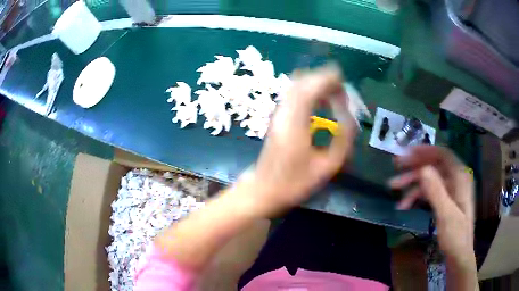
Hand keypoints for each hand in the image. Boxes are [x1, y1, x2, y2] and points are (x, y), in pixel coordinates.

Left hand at [237, 66, 357, 216]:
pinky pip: (294, 94)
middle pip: (302, 81)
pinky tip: (321, 102)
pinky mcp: (278, 117)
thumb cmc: (295, 182)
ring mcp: (279, 113)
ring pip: (297, 86)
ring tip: (335, 95)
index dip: (328, 80)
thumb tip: (350, 117)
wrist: (264, 189)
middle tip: (342, 91)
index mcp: (296, 122)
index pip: (311, 88)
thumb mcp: (327, 166)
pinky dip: (309, 91)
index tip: (345, 83)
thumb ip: (343, 140)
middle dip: (324, 79)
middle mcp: (284, 112)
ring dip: (316, 84)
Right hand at [389, 146, 474, 264]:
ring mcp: (450, 190)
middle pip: (434, 166)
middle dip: (415, 167)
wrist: (459, 255)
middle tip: (396, 166)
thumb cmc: (456, 236)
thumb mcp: (446, 215)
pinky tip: (404, 205)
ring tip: (394, 188)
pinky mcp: (445, 200)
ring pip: (430, 179)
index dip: (425, 150)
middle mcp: (456, 179)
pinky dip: (417, 196)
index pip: (443, 155)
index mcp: (460, 177)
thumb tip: (422, 169)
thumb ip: (436, 191)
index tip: (407, 152)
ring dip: (412, 183)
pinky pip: (430, 192)